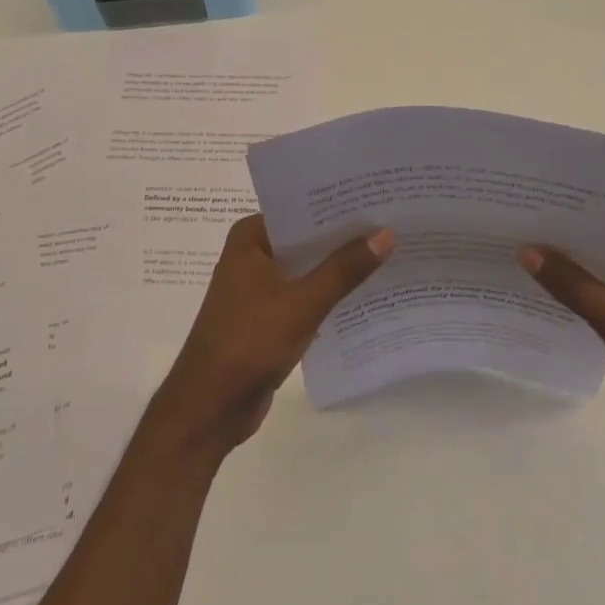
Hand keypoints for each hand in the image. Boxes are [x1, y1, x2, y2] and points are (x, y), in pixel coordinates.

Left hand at [151, 215, 394, 453]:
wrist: (209, 408)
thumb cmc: (248, 344)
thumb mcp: (302, 304)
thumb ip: (344, 269)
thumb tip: (385, 233)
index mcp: (251, 238)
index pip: (301, 208)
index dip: (339, 204)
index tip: (380, 196)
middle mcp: (253, 255)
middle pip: (307, 237)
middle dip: (346, 235)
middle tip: (395, 223)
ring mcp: (259, 287)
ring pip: (308, 267)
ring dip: (340, 266)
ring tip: (391, 253)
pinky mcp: (268, 316)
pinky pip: (306, 294)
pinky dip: (330, 293)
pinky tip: (367, 292)